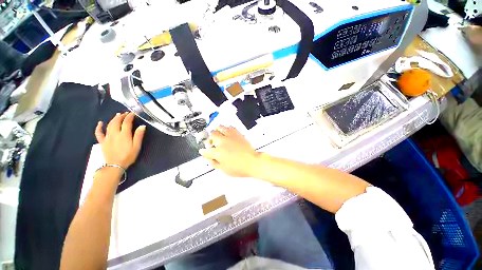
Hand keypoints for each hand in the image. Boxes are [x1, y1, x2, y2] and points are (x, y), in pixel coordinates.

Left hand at [95, 112, 145, 168]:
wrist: (115, 165)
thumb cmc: (128, 156)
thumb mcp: (137, 146)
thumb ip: (139, 136)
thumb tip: (142, 126)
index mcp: (124, 135)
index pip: (127, 122)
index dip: (130, 116)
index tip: (133, 113)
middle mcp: (115, 134)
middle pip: (117, 121)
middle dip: (122, 116)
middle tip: (126, 113)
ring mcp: (107, 137)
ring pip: (109, 125)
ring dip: (113, 119)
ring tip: (117, 115)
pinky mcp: (102, 141)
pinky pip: (99, 133)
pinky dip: (99, 127)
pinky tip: (100, 123)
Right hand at [199, 126, 259, 176]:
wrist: (252, 162)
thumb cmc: (240, 167)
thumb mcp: (224, 169)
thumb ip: (214, 163)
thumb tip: (209, 159)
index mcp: (218, 152)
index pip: (206, 151)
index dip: (204, 151)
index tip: (204, 151)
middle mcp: (223, 142)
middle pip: (212, 135)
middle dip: (210, 138)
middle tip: (212, 142)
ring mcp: (230, 137)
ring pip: (220, 127)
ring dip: (217, 130)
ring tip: (218, 134)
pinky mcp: (237, 134)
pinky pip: (230, 127)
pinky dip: (227, 128)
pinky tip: (227, 131)